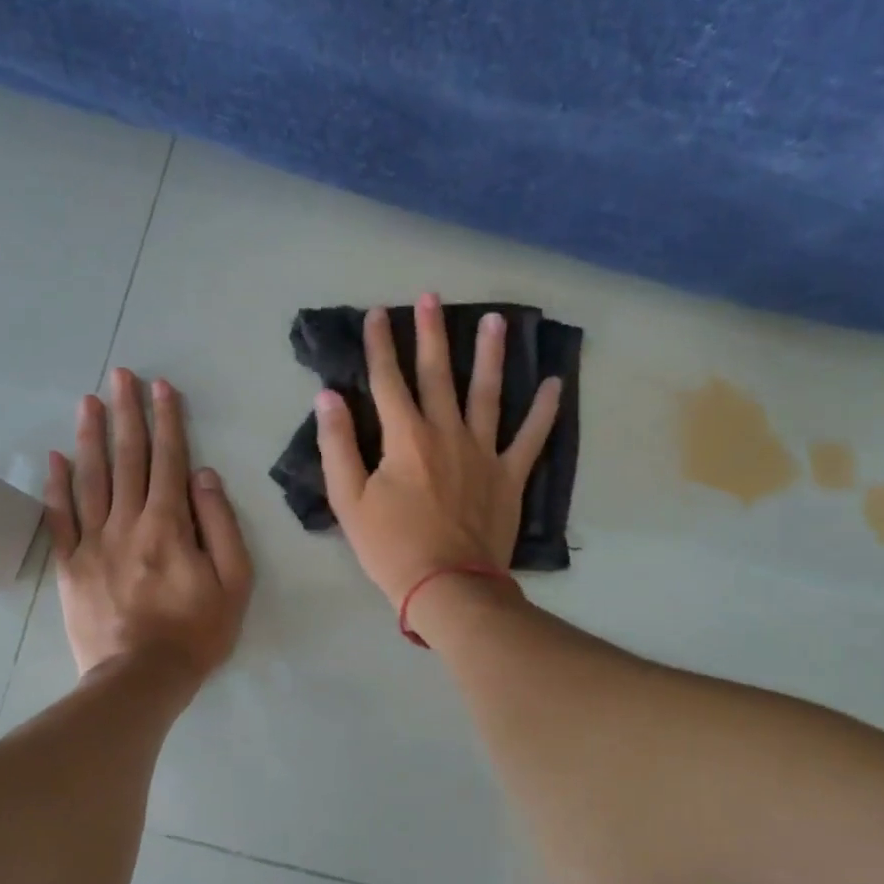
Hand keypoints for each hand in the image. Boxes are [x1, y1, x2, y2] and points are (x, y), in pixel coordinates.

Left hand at [45, 369, 252, 680]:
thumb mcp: (234, 581)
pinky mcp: (70, 566)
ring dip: (91, 436)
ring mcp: (93, 542)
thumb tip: (203, 475)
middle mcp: (128, 522)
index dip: (167, 420)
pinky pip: (60, 518)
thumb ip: (221, 524)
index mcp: (169, 524)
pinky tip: (55, 457)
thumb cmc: (196, 632)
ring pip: (91, 478)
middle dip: (127, 413)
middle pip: (128, 458)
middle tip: (120, 375)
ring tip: (88, 401)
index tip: (162, 386)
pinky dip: (57, 486)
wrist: (140, 679)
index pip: (169, 460)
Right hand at [316, 293, 562, 606]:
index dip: (379, 345)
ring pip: (487, 393)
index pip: (387, 381)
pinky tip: (555, 384)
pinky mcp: (509, 476)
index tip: (377, 314)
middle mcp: (446, 433)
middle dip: (431, 333)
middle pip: (437, 375)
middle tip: (432, 296)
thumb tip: (328, 397)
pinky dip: (544, 411)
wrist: (447, 587)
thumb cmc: (391, 547)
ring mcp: (483, 452)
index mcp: (405, 438)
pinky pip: (531, 437)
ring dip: (490, 355)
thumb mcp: (349, 500)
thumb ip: (337, 445)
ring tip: (496, 320)